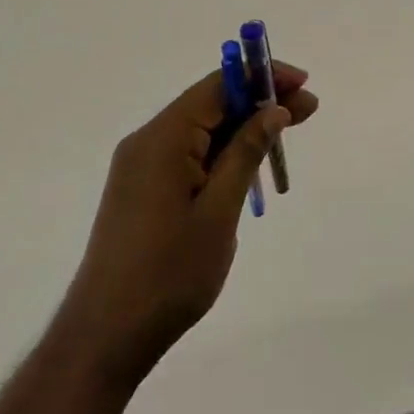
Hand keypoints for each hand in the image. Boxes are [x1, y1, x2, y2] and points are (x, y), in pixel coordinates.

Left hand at [59, 62, 318, 384]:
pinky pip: (188, 153)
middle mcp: (148, 140)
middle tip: (308, 111)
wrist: (105, 337)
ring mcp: (141, 165)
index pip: (219, 85)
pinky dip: (222, 151)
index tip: (303, 84)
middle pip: (211, 104)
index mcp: (163, 138)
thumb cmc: (168, 274)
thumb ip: (246, 152)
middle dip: (259, 102)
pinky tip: (248, 164)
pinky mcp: (142, 188)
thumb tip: (274, 109)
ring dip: (243, 128)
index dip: (262, 77)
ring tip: (285, 136)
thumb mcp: (219, 211)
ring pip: (201, 129)